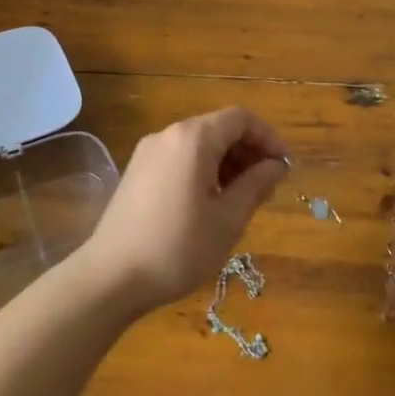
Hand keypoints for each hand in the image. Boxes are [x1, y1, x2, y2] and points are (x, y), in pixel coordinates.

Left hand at [79, 108, 289, 314]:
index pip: (241, 119)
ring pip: (200, 144)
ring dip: (227, 161)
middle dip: (248, 151)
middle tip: (267, 186)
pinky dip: (203, 169)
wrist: (111, 277)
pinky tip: (210, 202)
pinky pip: (180, 157)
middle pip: (219, 128)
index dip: (268, 137)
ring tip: (242, 198)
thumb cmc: (177, 247)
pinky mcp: (137, 171)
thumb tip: (276, 164)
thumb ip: (256, 184)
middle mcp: (169, 134)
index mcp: (194, 138)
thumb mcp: (228, 219)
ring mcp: (149, 151)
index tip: (283, 167)